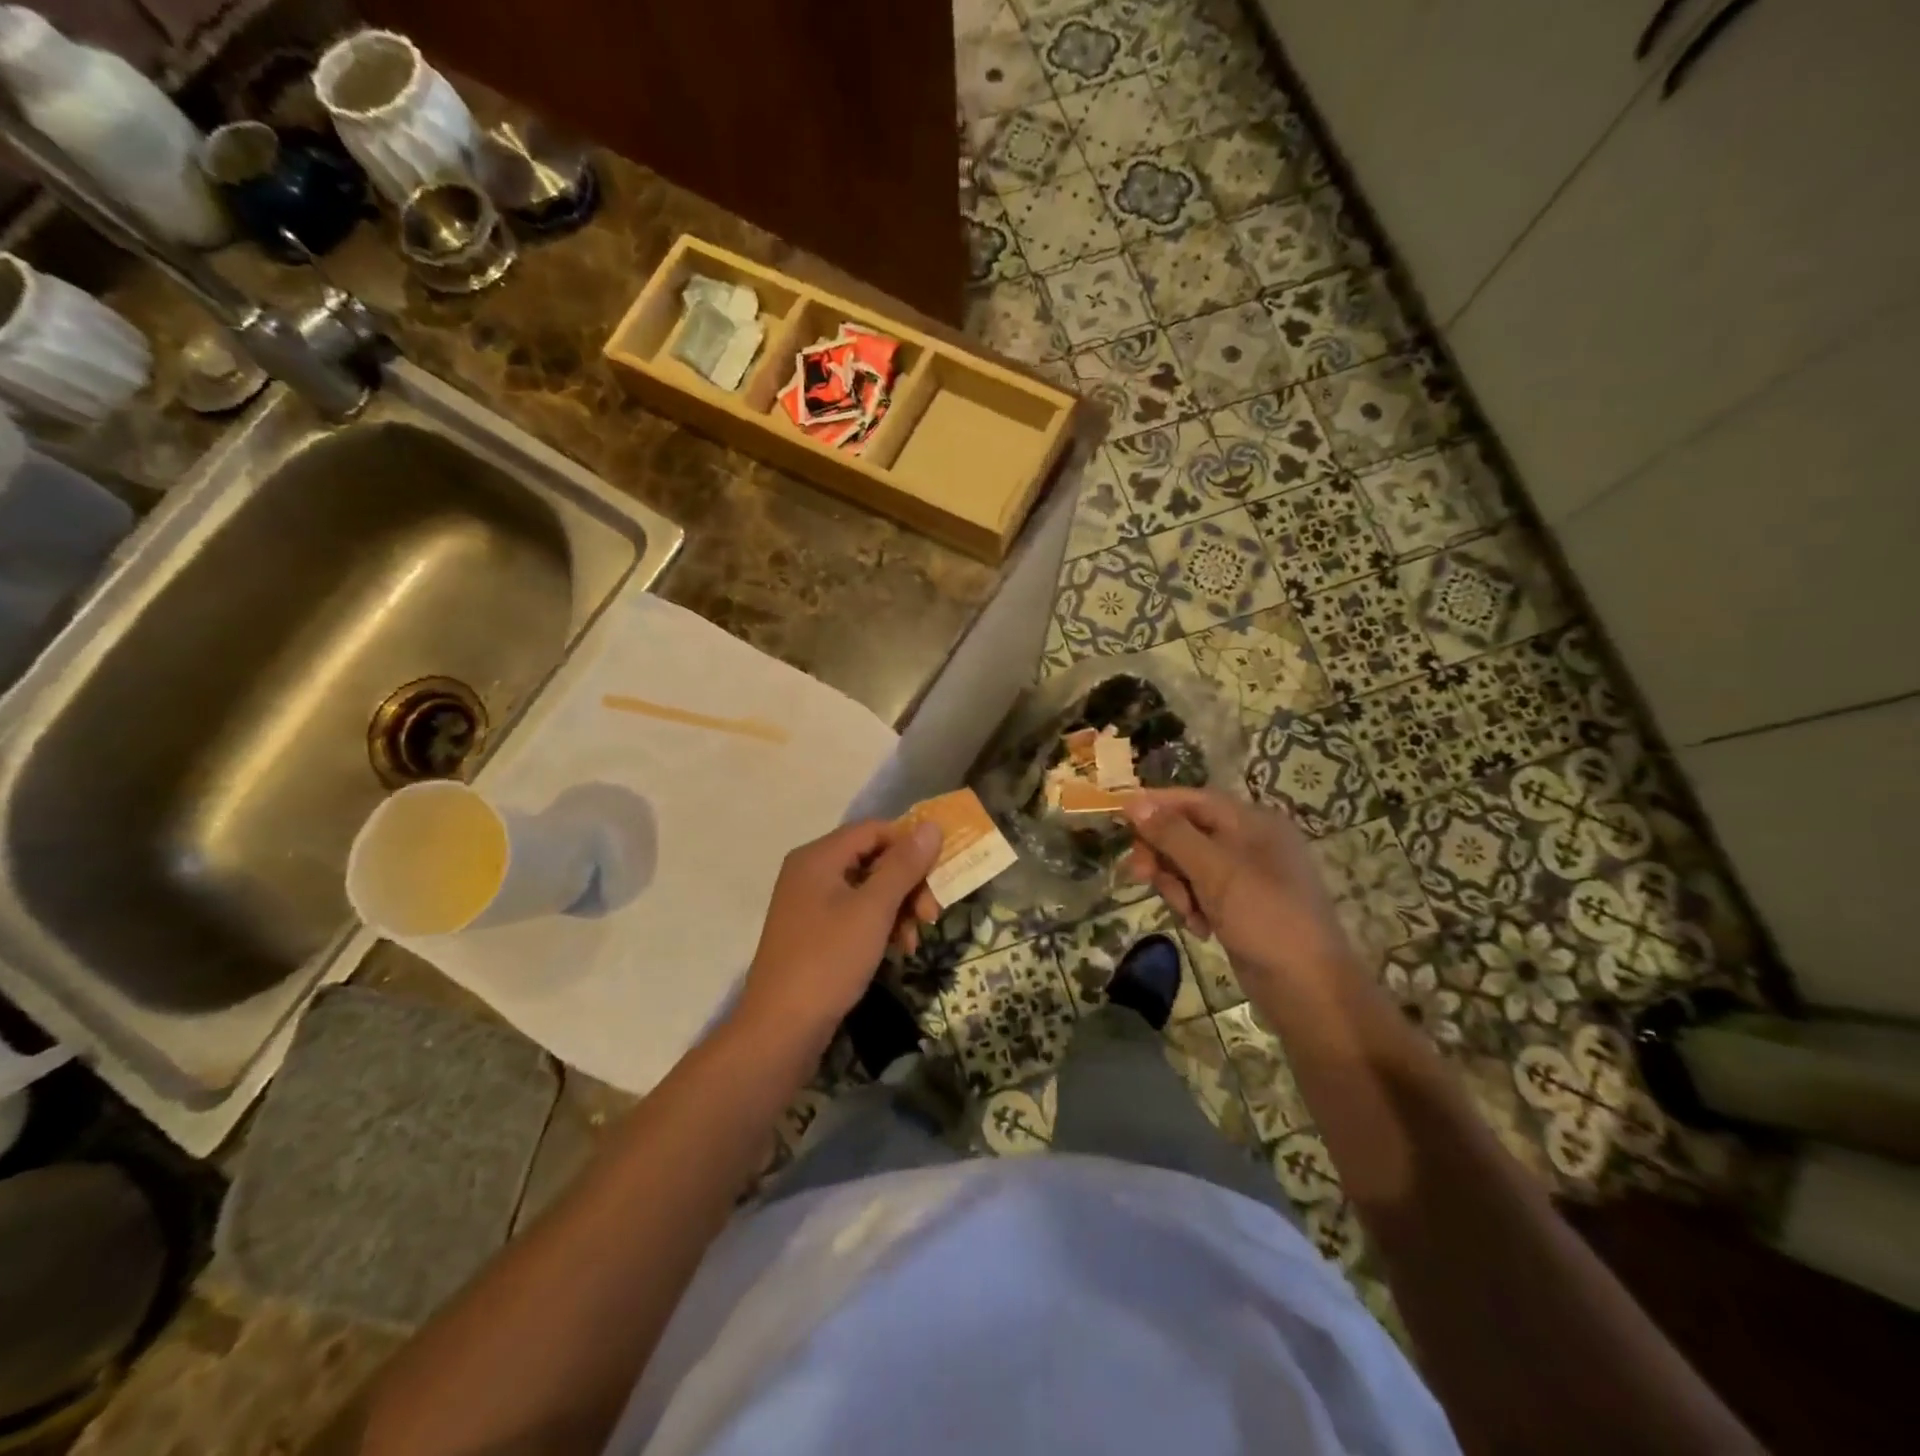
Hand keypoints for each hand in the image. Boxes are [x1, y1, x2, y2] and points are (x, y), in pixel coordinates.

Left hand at [733, 818, 943, 1050]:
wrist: (781, 1029)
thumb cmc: (828, 959)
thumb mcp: (873, 910)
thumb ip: (903, 865)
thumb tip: (931, 826)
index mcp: (818, 857)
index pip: (874, 830)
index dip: (910, 845)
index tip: (939, 874)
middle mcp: (810, 872)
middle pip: (872, 859)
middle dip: (908, 884)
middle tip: (932, 915)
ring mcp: (809, 904)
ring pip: (867, 889)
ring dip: (898, 909)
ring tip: (914, 941)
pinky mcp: (813, 932)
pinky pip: (854, 913)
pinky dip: (879, 926)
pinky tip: (897, 950)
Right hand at [1123, 788, 1358, 994]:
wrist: (1308, 988)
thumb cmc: (1264, 917)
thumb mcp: (1214, 870)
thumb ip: (1172, 834)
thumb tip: (1133, 802)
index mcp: (1253, 822)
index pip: (1194, 800)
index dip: (1156, 805)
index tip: (1119, 818)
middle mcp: (1250, 842)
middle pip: (1187, 833)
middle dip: (1162, 855)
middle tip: (1139, 876)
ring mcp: (1246, 876)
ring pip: (1189, 866)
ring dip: (1177, 886)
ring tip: (1186, 913)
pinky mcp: (1240, 906)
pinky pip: (1201, 892)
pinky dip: (1193, 906)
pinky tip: (1200, 928)